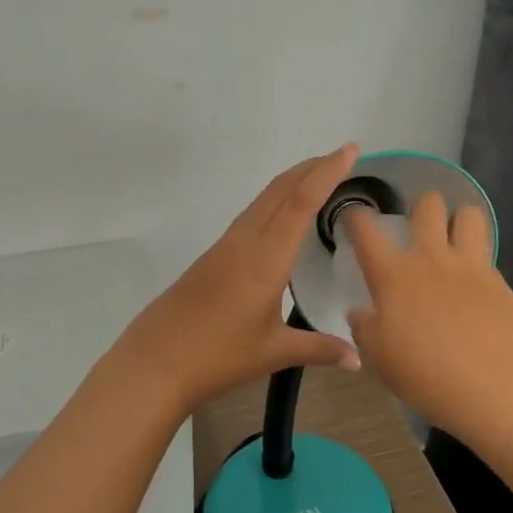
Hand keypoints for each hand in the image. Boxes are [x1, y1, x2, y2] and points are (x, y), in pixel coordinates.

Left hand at [115, 145, 362, 414]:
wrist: (154, 362)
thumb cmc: (217, 357)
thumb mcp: (273, 353)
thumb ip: (319, 349)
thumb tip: (358, 359)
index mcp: (265, 260)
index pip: (300, 203)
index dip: (326, 173)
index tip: (349, 150)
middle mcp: (244, 242)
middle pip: (279, 191)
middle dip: (311, 168)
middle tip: (341, 156)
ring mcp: (224, 247)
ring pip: (262, 200)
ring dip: (291, 182)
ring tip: (318, 177)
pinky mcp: (212, 256)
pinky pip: (250, 216)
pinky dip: (274, 202)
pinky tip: (282, 216)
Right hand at [342, 192, 512, 438]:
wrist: (492, 385)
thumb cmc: (425, 373)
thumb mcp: (379, 357)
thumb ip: (365, 329)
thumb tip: (359, 313)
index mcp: (392, 275)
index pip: (366, 230)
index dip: (356, 216)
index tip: (354, 216)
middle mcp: (429, 258)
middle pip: (427, 204)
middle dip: (420, 205)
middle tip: (417, 225)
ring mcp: (468, 265)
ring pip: (467, 214)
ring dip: (458, 219)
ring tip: (453, 238)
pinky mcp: (497, 279)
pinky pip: (486, 250)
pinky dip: (477, 255)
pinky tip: (473, 278)